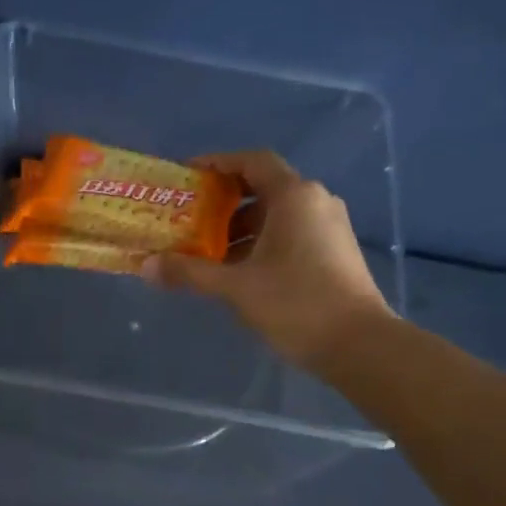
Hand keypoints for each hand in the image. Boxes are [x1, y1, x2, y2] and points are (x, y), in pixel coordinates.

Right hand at [143, 150, 392, 370]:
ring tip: (208, 253)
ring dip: (241, 229)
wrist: (358, 343)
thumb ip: (190, 272)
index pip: (252, 162)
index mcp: (294, 196)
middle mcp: (315, 201)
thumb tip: (147, 266)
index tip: (189, 175)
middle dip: (224, 203)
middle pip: (263, 188)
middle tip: (190, 220)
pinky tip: (240, 272)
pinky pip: (291, 234)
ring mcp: (329, 227)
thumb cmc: (295, 304)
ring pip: (277, 215)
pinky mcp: (334, 252)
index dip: (218, 163)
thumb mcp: (236, 288)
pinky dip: (262, 243)